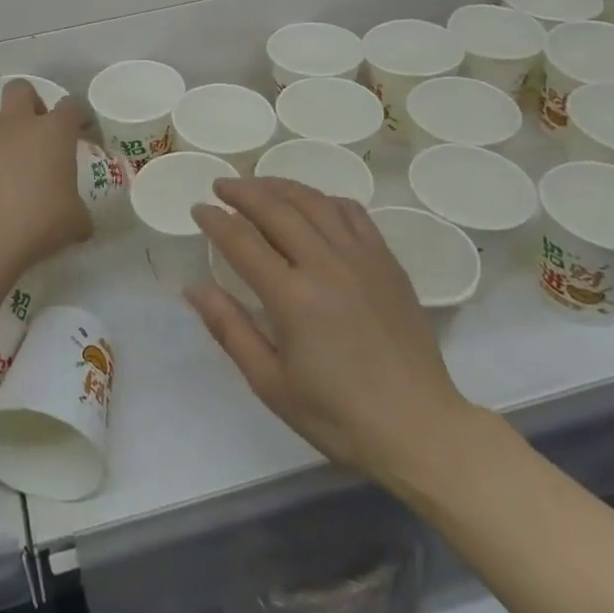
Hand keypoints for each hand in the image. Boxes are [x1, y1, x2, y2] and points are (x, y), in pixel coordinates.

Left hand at [0, 81, 92, 274]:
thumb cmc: (40, 221)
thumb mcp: (75, 222)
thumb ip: (80, 214)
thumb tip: (82, 223)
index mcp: (53, 132)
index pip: (72, 106)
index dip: (79, 116)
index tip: (82, 132)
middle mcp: (17, 125)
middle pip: (20, 89)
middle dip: (29, 102)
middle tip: (36, 130)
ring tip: (2, 151)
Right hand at [188, 177, 485, 490]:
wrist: (418, 428)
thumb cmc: (336, 415)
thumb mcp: (270, 383)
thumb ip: (230, 328)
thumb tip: (194, 287)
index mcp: (292, 297)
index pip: (242, 241)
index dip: (215, 220)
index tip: (198, 208)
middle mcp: (326, 265)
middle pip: (277, 209)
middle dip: (243, 191)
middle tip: (220, 186)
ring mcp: (361, 258)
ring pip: (315, 202)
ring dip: (281, 186)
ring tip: (258, 184)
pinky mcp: (387, 262)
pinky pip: (354, 213)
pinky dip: (325, 200)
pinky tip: (313, 204)